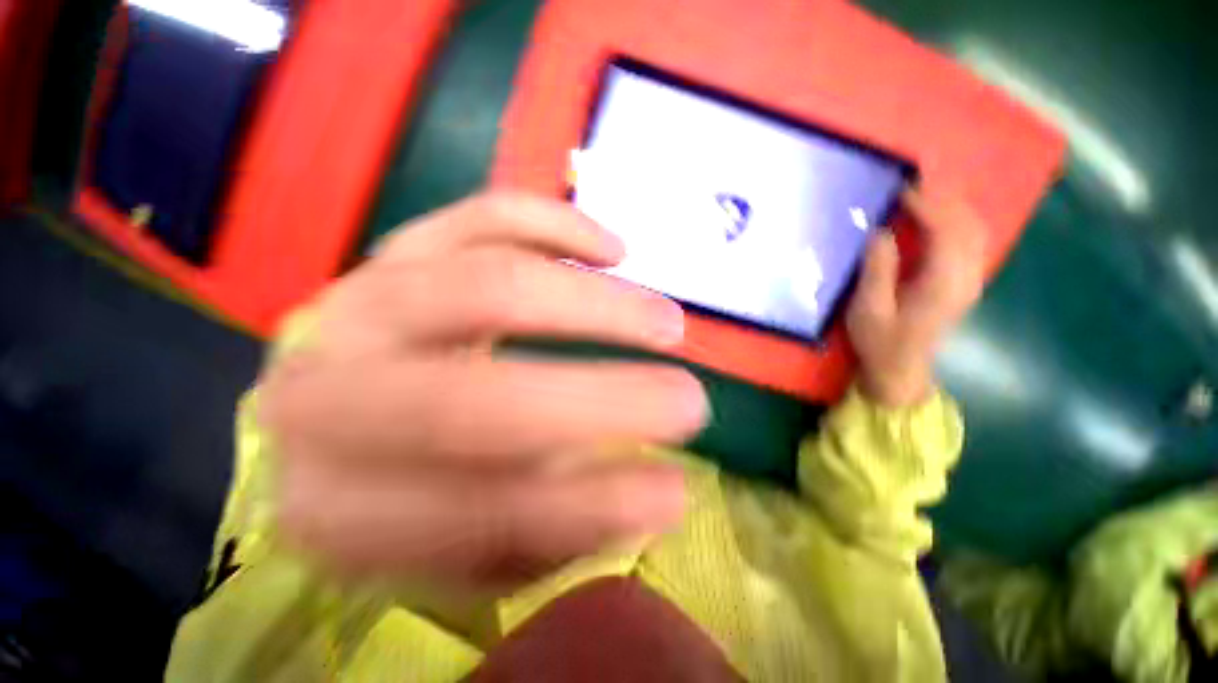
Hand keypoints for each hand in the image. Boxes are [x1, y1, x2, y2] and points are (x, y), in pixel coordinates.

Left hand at [260, 193, 708, 584]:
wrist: (340, 420)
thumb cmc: (407, 491)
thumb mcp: (471, 542)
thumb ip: (554, 525)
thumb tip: (655, 493)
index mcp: (344, 507)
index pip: (477, 513)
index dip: (588, 506)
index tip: (674, 492)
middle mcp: (337, 401)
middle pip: (477, 401)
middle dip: (605, 401)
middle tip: (691, 400)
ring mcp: (364, 305)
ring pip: (491, 286)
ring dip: (600, 305)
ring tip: (669, 321)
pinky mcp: (399, 251)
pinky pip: (482, 217)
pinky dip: (556, 225)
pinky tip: (614, 250)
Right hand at [847, 188, 986, 406]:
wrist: (901, 371)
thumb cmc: (880, 342)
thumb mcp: (868, 309)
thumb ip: (877, 270)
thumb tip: (881, 232)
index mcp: (943, 283)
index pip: (946, 231)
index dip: (927, 206)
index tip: (903, 189)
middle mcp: (967, 277)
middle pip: (967, 225)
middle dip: (943, 199)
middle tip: (913, 183)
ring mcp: (971, 280)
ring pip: (975, 231)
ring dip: (953, 207)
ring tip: (925, 193)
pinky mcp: (966, 283)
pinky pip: (971, 241)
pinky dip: (958, 221)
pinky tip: (939, 217)